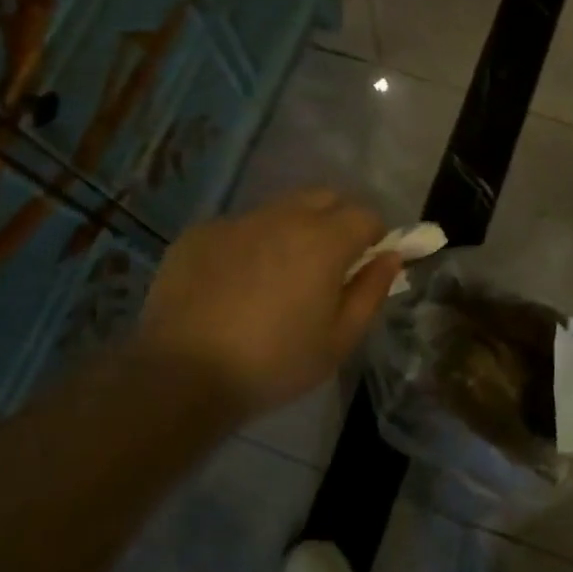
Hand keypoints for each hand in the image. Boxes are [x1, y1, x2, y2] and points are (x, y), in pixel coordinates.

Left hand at [130, 189, 402, 422]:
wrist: (182, 373)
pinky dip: (250, 243)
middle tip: (328, 264)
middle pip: (325, 197)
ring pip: (281, 208)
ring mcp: (237, 220)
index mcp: (324, 240)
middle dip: (337, 220)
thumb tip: (390, 257)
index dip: (373, 237)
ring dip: (293, 229)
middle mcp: (283, 216)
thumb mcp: (339, 340)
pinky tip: (234, 283)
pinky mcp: (200, 232)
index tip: (365, 265)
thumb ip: (371, 292)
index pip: (365, 215)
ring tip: (278, 275)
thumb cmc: (273, 363)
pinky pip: (240, 226)